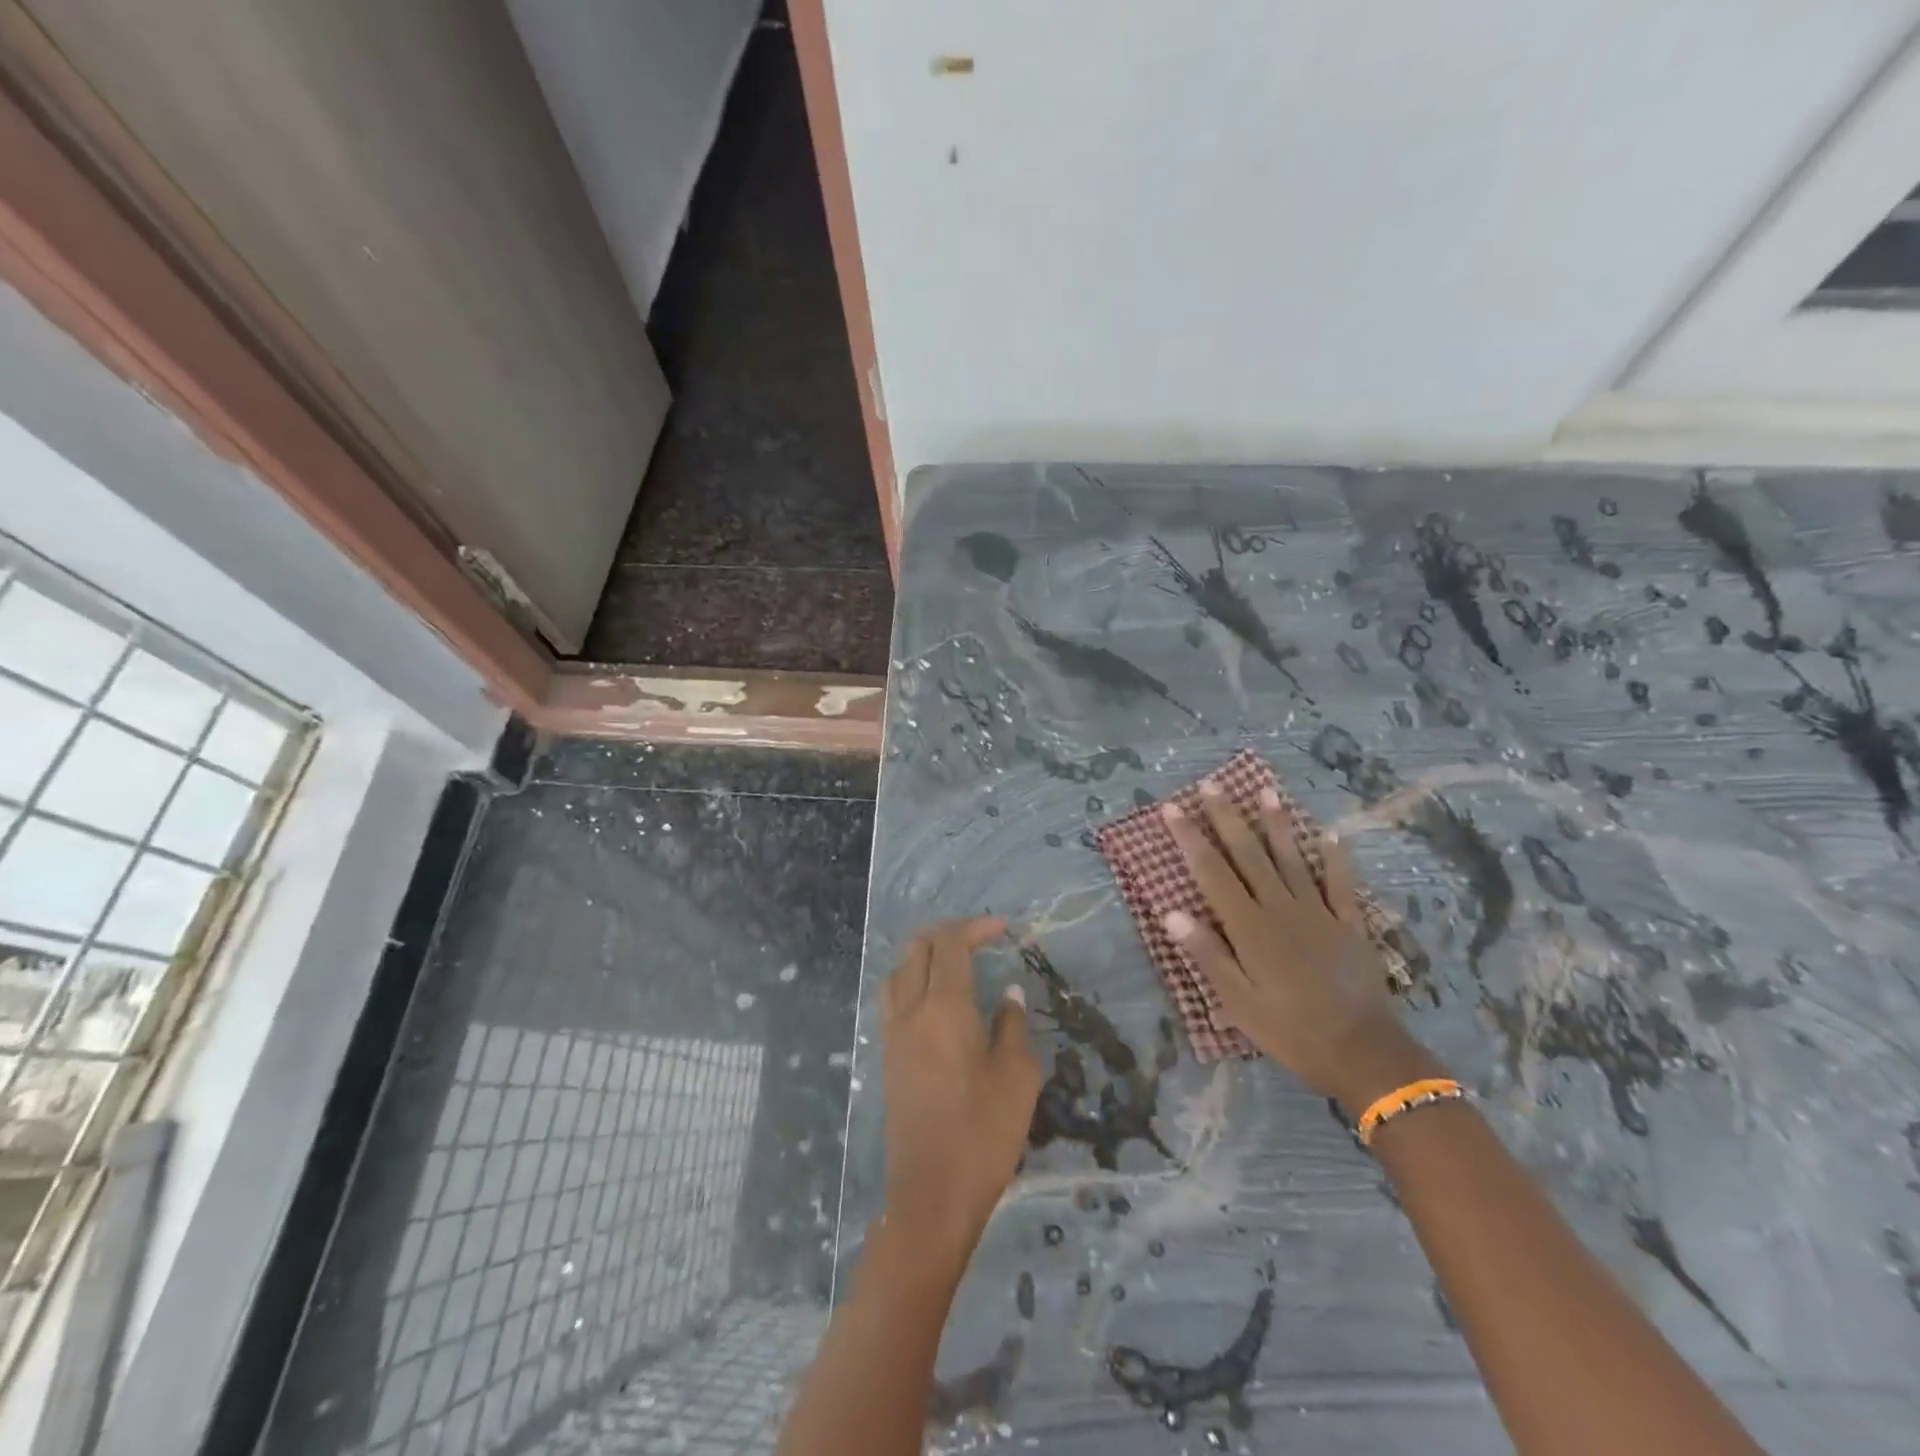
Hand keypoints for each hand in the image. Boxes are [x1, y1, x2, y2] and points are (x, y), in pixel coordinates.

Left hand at [879, 917, 1042, 1258]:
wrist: (931, 1194)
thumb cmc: (984, 1134)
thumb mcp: (1018, 1077)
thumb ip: (1013, 1026)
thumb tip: (1009, 994)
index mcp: (943, 1007)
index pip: (951, 945)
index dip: (975, 927)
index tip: (1002, 928)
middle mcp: (910, 1011)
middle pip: (918, 950)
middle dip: (948, 934)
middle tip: (981, 940)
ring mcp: (893, 1035)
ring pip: (898, 972)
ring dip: (923, 956)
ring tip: (954, 963)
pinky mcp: (888, 1058)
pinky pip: (893, 1000)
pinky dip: (911, 982)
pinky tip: (935, 1001)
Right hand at [1161, 781, 1438, 1114]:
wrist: (1364, 1052)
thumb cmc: (1291, 1030)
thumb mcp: (1238, 1003)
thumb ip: (1207, 954)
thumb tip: (1171, 912)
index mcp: (1250, 927)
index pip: (1212, 872)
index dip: (1190, 838)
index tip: (1172, 808)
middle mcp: (1281, 908)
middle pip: (1249, 854)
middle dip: (1227, 818)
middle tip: (1211, 784)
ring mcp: (1319, 912)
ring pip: (1292, 859)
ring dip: (1277, 824)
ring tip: (1266, 792)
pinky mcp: (1349, 924)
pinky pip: (1340, 883)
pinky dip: (1335, 858)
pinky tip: (1332, 835)